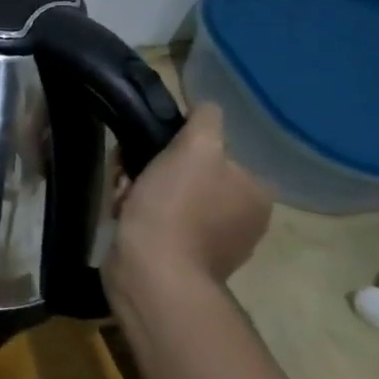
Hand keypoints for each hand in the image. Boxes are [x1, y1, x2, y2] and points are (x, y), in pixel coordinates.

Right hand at [105, 102, 271, 289]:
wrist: (152, 272)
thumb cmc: (176, 207)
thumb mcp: (195, 148)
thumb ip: (205, 121)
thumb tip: (207, 107)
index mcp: (256, 193)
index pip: (216, 152)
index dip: (179, 147)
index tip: (152, 151)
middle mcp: (242, 218)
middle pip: (189, 174)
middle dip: (154, 171)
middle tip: (131, 176)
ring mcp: (212, 243)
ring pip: (168, 197)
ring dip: (140, 192)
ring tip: (122, 200)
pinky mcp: (181, 260)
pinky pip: (157, 223)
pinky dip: (138, 217)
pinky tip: (124, 218)